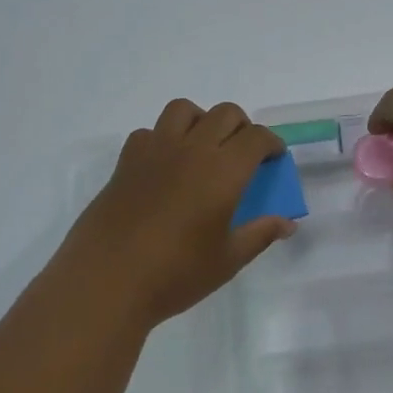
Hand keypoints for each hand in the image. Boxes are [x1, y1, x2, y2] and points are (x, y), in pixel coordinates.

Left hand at [58, 99, 295, 329]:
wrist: (106, 282)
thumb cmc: (175, 274)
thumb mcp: (227, 260)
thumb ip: (259, 235)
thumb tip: (287, 224)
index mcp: (223, 171)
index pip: (256, 138)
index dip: (272, 143)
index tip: (274, 159)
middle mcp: (191, 150)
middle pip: (225, 114)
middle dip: (242, 127)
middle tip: (244, 155)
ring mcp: (155, 151)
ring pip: (184, 110)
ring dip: (202, 121)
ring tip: (204, 148)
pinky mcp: (126, 162)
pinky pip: (150, 132)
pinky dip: (164, 138)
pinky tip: (165, 167)